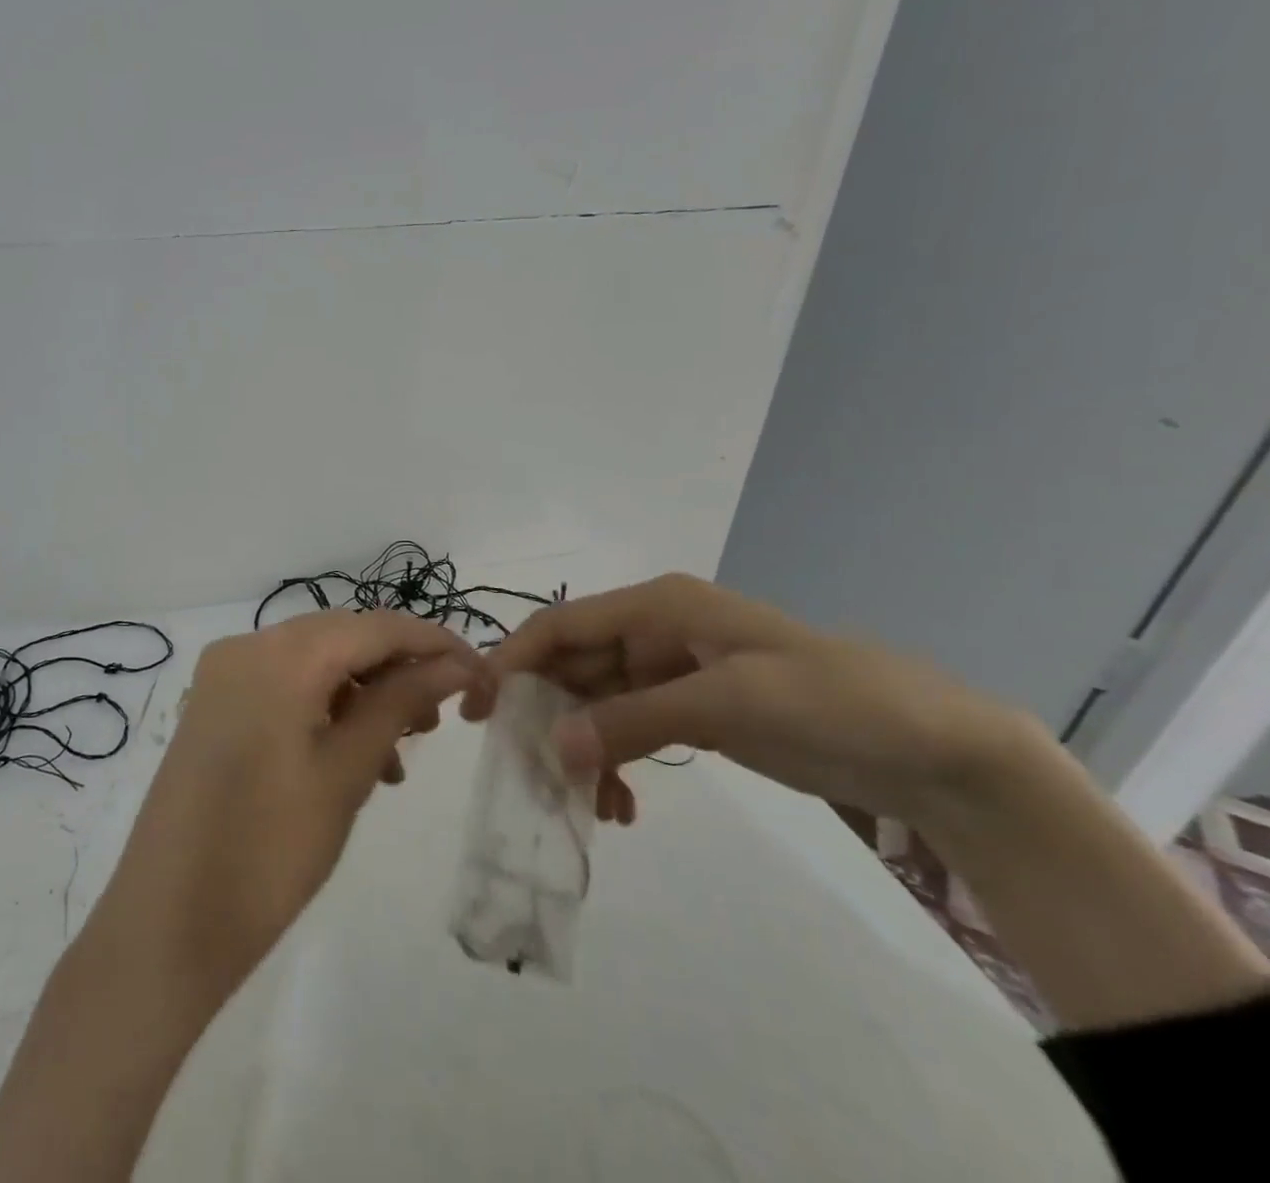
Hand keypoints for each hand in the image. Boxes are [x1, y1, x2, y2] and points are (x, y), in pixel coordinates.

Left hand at [90, 611, 490, 1010]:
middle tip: (437, 720)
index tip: (478, 673)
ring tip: (398, 754)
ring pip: (314, 663)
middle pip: (342, 638)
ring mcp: (224, 675)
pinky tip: (353, 759)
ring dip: (362, 695)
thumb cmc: (267, 852)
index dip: (432, 642)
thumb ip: (399, 703)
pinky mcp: (214, 706)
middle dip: (396, 670)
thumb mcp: (346, 773)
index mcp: (278, 654)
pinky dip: (325, 709)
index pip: (373, 626)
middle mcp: (246, 646)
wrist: (165, 927)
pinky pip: (284, 687)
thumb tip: (451, 665)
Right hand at [475, 573, 1025, 829]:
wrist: (932, 749)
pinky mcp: (689, 711)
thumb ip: (635, 720)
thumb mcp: (730, 702)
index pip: (563, 624)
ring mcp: (671, 673)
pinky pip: (627, 729)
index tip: (478, 707)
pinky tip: (618, 805)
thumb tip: (553, 749)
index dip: (514, 658)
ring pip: (596, 703)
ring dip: (579, 748)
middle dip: (544, 715)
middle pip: (572, 665)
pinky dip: (613, 763)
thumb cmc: (832, 701)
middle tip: (523, 772)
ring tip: (578, 804)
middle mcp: (654, 632)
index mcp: (658, 606)